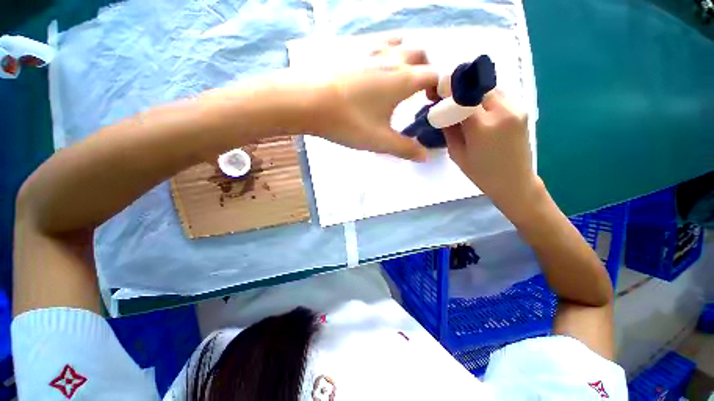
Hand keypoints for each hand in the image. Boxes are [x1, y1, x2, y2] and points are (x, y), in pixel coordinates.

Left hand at [295, 38, 438, 160]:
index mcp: (403, 80)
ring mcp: (372, 51)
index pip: (435, 77)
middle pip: (422, 56)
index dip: (442, 88)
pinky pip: (380, 42)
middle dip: (428, 71)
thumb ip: (405, 149)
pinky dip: (389, 49)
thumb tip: (425, 157)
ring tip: (404, 77)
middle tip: (422, 92)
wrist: (308, 102)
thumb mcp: (380, 141)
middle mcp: (393, 59)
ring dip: (410, 58)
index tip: (437, 103)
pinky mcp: (355, 51)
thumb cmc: (348, 122)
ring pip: (402, 45)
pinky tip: (381, 63)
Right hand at [443, 89, 539, 213]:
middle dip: (462, 89)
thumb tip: (441, 112)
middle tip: (449, 98)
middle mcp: (503, 111)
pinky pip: (500, 96)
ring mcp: (516, 108)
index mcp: (482, 126)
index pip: (463, 96)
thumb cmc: (481, 174)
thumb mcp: (457, 154)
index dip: (449, 89)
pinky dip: (486, 99)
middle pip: (478, 86)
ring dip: (475, 93)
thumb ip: (449, 130)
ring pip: (490, 88)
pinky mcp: (522, 110)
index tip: (437, 90)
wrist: (515, 182)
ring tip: (464, 106)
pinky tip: (479, 112)